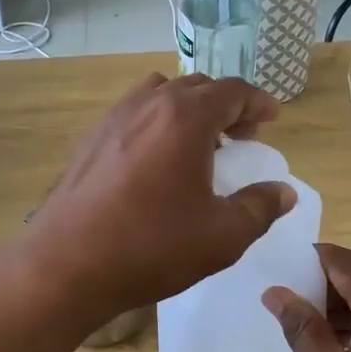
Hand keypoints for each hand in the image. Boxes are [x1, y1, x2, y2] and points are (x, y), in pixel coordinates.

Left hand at [29, 73, 294, 320]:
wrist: (67, 264)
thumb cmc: (152, 247)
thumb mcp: (222, 236)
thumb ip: (259, 208)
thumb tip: (283, 192)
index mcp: (186, 117)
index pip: (233, 91)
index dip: (258, 102)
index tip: (272, 118)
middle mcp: (149, 104)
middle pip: (198, 87)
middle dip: (226, 105)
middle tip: (243, 134)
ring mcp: (114, 119)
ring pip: (161, 94)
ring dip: (188, 110)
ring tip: (199, 142)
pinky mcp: (90, 140)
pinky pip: (133, 114)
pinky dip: (156, 122)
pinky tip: (156, 160)